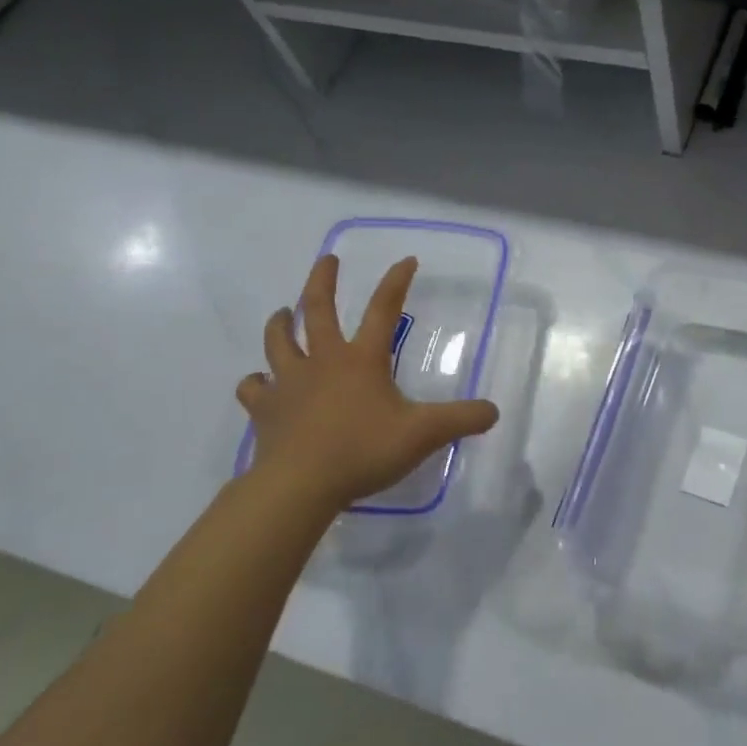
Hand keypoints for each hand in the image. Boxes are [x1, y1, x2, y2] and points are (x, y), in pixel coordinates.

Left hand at [236, 254, 498, 526]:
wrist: (300, 485)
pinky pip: (253, 388)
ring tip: (283, 314)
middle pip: (317, 309)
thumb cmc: (363, 450)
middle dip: (323, 280)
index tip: (406, 260)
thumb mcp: (424, 434)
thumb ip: (462, 420)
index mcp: (362, 359)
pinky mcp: (264, 410)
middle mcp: (323, 361)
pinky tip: (259, 383)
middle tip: (327, 260)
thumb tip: (493, 411)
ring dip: (281, 323)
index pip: (383, 309)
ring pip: (278, 341)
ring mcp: (288, 383)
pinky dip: (256, 382)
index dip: (396, 282)